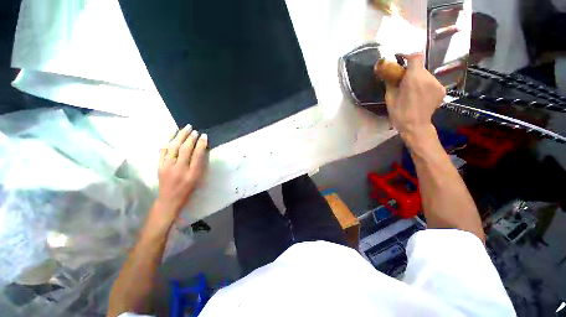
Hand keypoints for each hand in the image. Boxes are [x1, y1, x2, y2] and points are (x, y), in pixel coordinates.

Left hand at [155, 124, 207, 221]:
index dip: (201, 144)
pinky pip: (162, 151)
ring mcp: (167, 166)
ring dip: (178, 136)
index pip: (197, 155)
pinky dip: (166, 141)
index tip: (204, 135)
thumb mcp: (198, 179)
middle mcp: (179, 168)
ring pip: (172, 147)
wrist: (169, 199)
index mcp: (191, 173)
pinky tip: (170, 135)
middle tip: (193, 129)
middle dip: (189, 137)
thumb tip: (201, 150)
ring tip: (183, 128)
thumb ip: (200, 164)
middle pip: (184, 149)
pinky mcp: (159, 166)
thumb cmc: (188, 189)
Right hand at [382, 53, 444, 140]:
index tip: (401, 60)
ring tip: (412, 91)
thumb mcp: (390, 97)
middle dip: (412, 71)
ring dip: (418, 79)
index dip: (408, 56)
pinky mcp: (441, 90)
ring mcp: (437, 83)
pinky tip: (420, 96)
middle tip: (404, 81)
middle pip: (420, 67)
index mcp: (414, 77)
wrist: (415, 126)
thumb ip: (391, 82)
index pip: (415, 57)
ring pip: (426, 75)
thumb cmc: (399, 112)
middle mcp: (428, 77)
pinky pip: (431, 83)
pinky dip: (425, 86)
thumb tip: (389, 74)